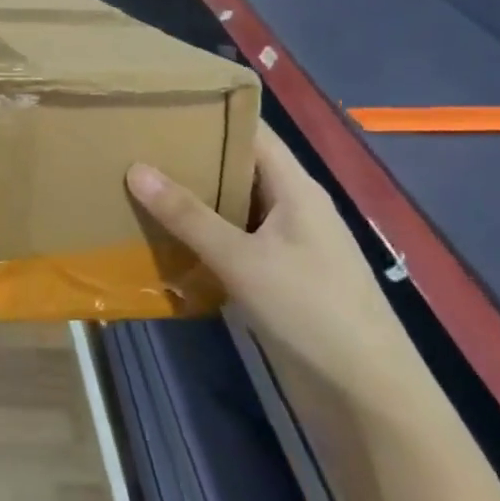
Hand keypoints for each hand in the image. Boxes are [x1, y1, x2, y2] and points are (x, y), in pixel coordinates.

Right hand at [127, 125, 416, 399]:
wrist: (364, 394)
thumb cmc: (310, 310)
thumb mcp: (242, 258)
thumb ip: (188, 215)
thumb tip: (135, 167)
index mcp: (296, 189)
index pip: (253, 133)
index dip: (213, 114)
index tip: (162, 106)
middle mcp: (292, 209)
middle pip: (238, 168)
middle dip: (191, 157)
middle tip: (135, 145)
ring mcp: (285, 247)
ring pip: (232, 209)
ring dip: (192, 201)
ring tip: (136, 186)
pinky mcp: (275, 279)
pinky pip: (231, 244)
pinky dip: (200, 238)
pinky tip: (162, 240)